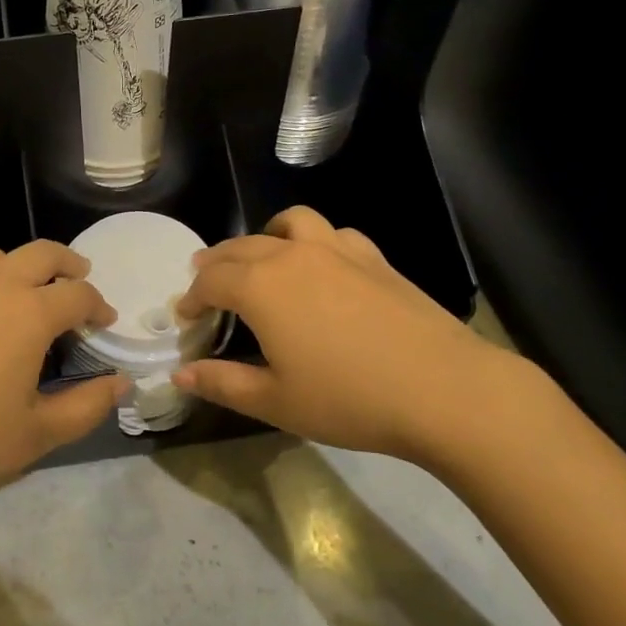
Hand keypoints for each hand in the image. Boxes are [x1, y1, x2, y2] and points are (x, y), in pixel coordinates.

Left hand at [0, 241, 124, 510]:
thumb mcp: (37, 435)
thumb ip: (87, 406)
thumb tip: (121, 381)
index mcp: (31, 314)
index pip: (79, 294)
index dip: (98, 306)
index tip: (104, 322)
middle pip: (42, 253)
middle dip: (67, 263)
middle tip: (77, 278)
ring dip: (15, 267)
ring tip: (18, 290)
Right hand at [173, 206, 552, 468]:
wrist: (444, 389)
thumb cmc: (349, 399)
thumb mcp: (275, 401)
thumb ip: (222, 383)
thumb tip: (181, 374)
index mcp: (260, 286)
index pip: (211, 281)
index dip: (191, 299)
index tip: (185, 318)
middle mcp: (292, 254)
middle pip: (240, 247)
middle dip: (216, 266)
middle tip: (208, 289)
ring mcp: (336, 249)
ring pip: (288, 224)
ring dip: (264, 238)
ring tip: (262, 260)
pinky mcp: (373, 257)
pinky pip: (331, 234)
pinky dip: (313, 242)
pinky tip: (321, 267)